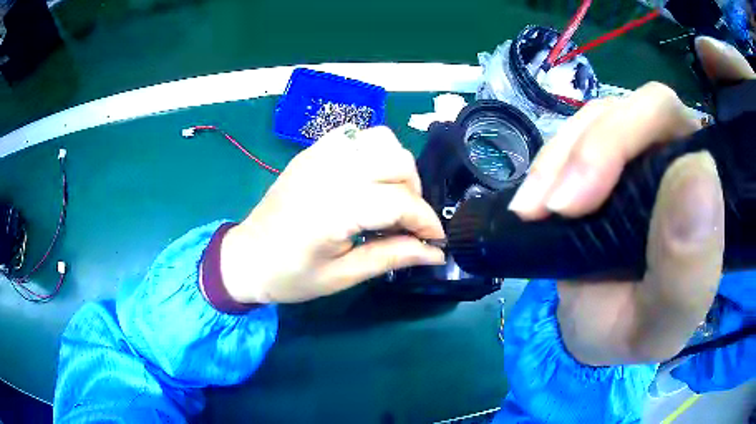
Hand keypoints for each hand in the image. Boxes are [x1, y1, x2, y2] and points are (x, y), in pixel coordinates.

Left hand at [219, 126, 445, 303]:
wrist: (246, 258)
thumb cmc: (290, 276)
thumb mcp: (342, 276)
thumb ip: (391, 257)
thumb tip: (433, 253)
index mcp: (334, 209)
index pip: (400, 201)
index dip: (426, 222)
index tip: (435, 242)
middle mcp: (329, 172)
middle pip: (398, 162)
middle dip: (414, 194)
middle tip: (407, 224)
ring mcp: (319, 155)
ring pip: (381, 139)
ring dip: (396, 167)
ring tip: (389, 197)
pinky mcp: (311, 152)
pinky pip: (355, 134)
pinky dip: (371, 151)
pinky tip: (366, 177)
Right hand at [508, 36, 753, 365]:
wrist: (596, 334)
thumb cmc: (635, 332)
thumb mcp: (662, 324)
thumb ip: (690, 268)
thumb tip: (700, 173)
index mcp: (704, 190)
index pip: (677, 125)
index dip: (633, 138)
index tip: (586, 203)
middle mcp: (675, 157)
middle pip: (637, 108)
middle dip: (592, 148)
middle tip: (555, 207)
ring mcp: (638, 153)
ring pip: (599, 118)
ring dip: (560, 159)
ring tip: (532, 212)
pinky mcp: (600, 162)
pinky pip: (572, 139)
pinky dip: (546, 167)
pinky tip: (530, 206)